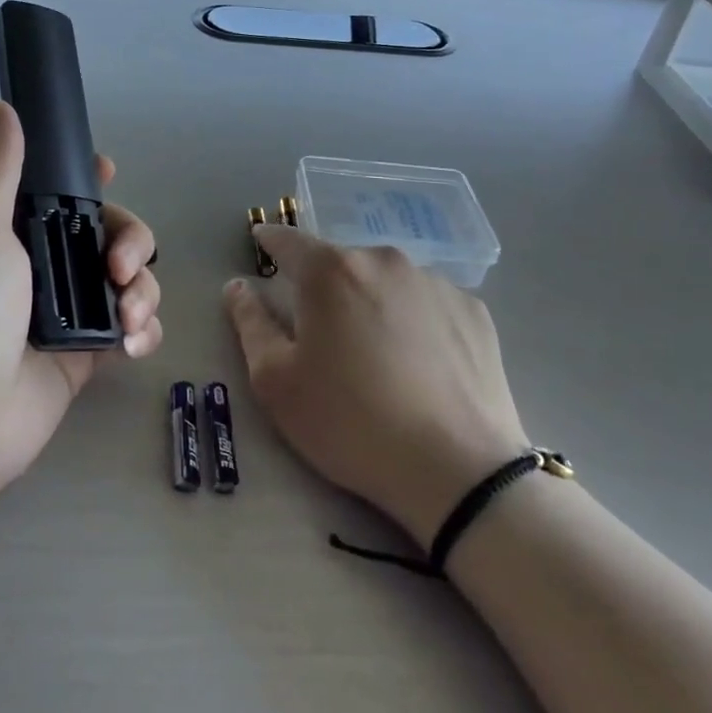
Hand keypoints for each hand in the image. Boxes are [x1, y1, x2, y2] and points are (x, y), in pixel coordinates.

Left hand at [0, 101, 162, 516]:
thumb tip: (0, 106)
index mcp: (15, 229)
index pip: (62, 190)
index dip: (91, 178)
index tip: (110, 173)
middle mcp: (44, 265)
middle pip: (111, 233)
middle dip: (132, 241)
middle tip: (120, 266)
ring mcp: (68, 312)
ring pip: (130, 280)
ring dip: (143, 290)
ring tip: (127, 319)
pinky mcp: (86, 355)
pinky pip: (133, 329)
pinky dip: (144, 331)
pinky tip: (132, 345)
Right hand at [223, 227, 528, 544]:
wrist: (459, 473)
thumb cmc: (350, 424)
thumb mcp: (276, 382)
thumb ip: (250, 323)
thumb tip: (238, 286)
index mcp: (330, 270)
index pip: (287, 240)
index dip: (269, 242)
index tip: (262, 246)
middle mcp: (383, 260)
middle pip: (339, 262)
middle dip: (324, 286)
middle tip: (324, 333)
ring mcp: (435, 282)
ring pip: (385, 281)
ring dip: (371, 301)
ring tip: (377, 355)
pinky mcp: (473, 310)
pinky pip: (427, 302)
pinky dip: (414, 320)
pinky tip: (420, 364)